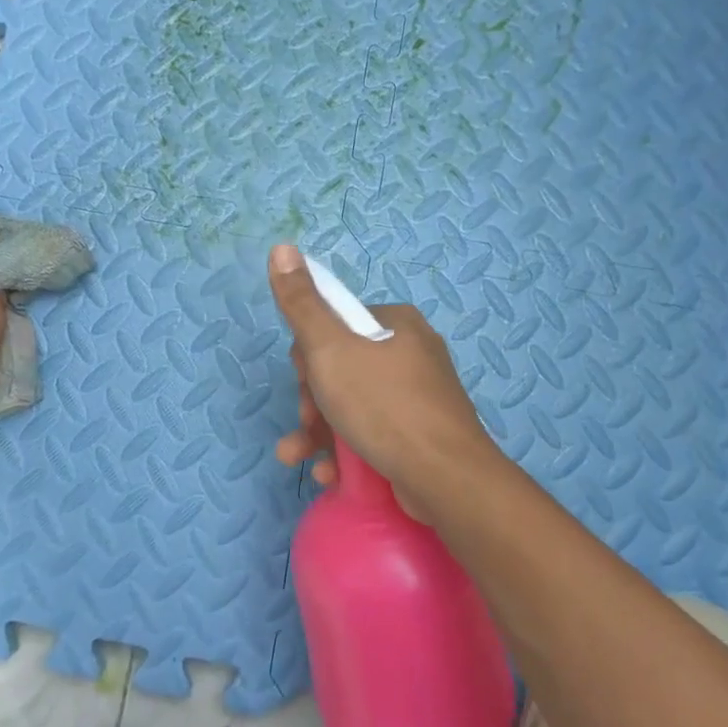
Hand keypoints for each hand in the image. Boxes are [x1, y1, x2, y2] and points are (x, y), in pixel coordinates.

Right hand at [267, 243, 497, 520]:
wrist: (446, 479)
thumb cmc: (383, 406)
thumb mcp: (330, 349)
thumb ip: (301, 303)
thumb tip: (281, 247)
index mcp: (395, 323)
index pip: (335, 324)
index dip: (308, 353)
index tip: (303, 379)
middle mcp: (411, 353)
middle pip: (341, 367)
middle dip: (312, 399)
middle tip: (307, 422)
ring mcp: (419, 397)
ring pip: (352, 404)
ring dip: (318, 431)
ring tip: (298, 457)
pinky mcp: (421, 435)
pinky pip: (373, 432)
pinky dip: (347, 450)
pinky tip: (330, 474)